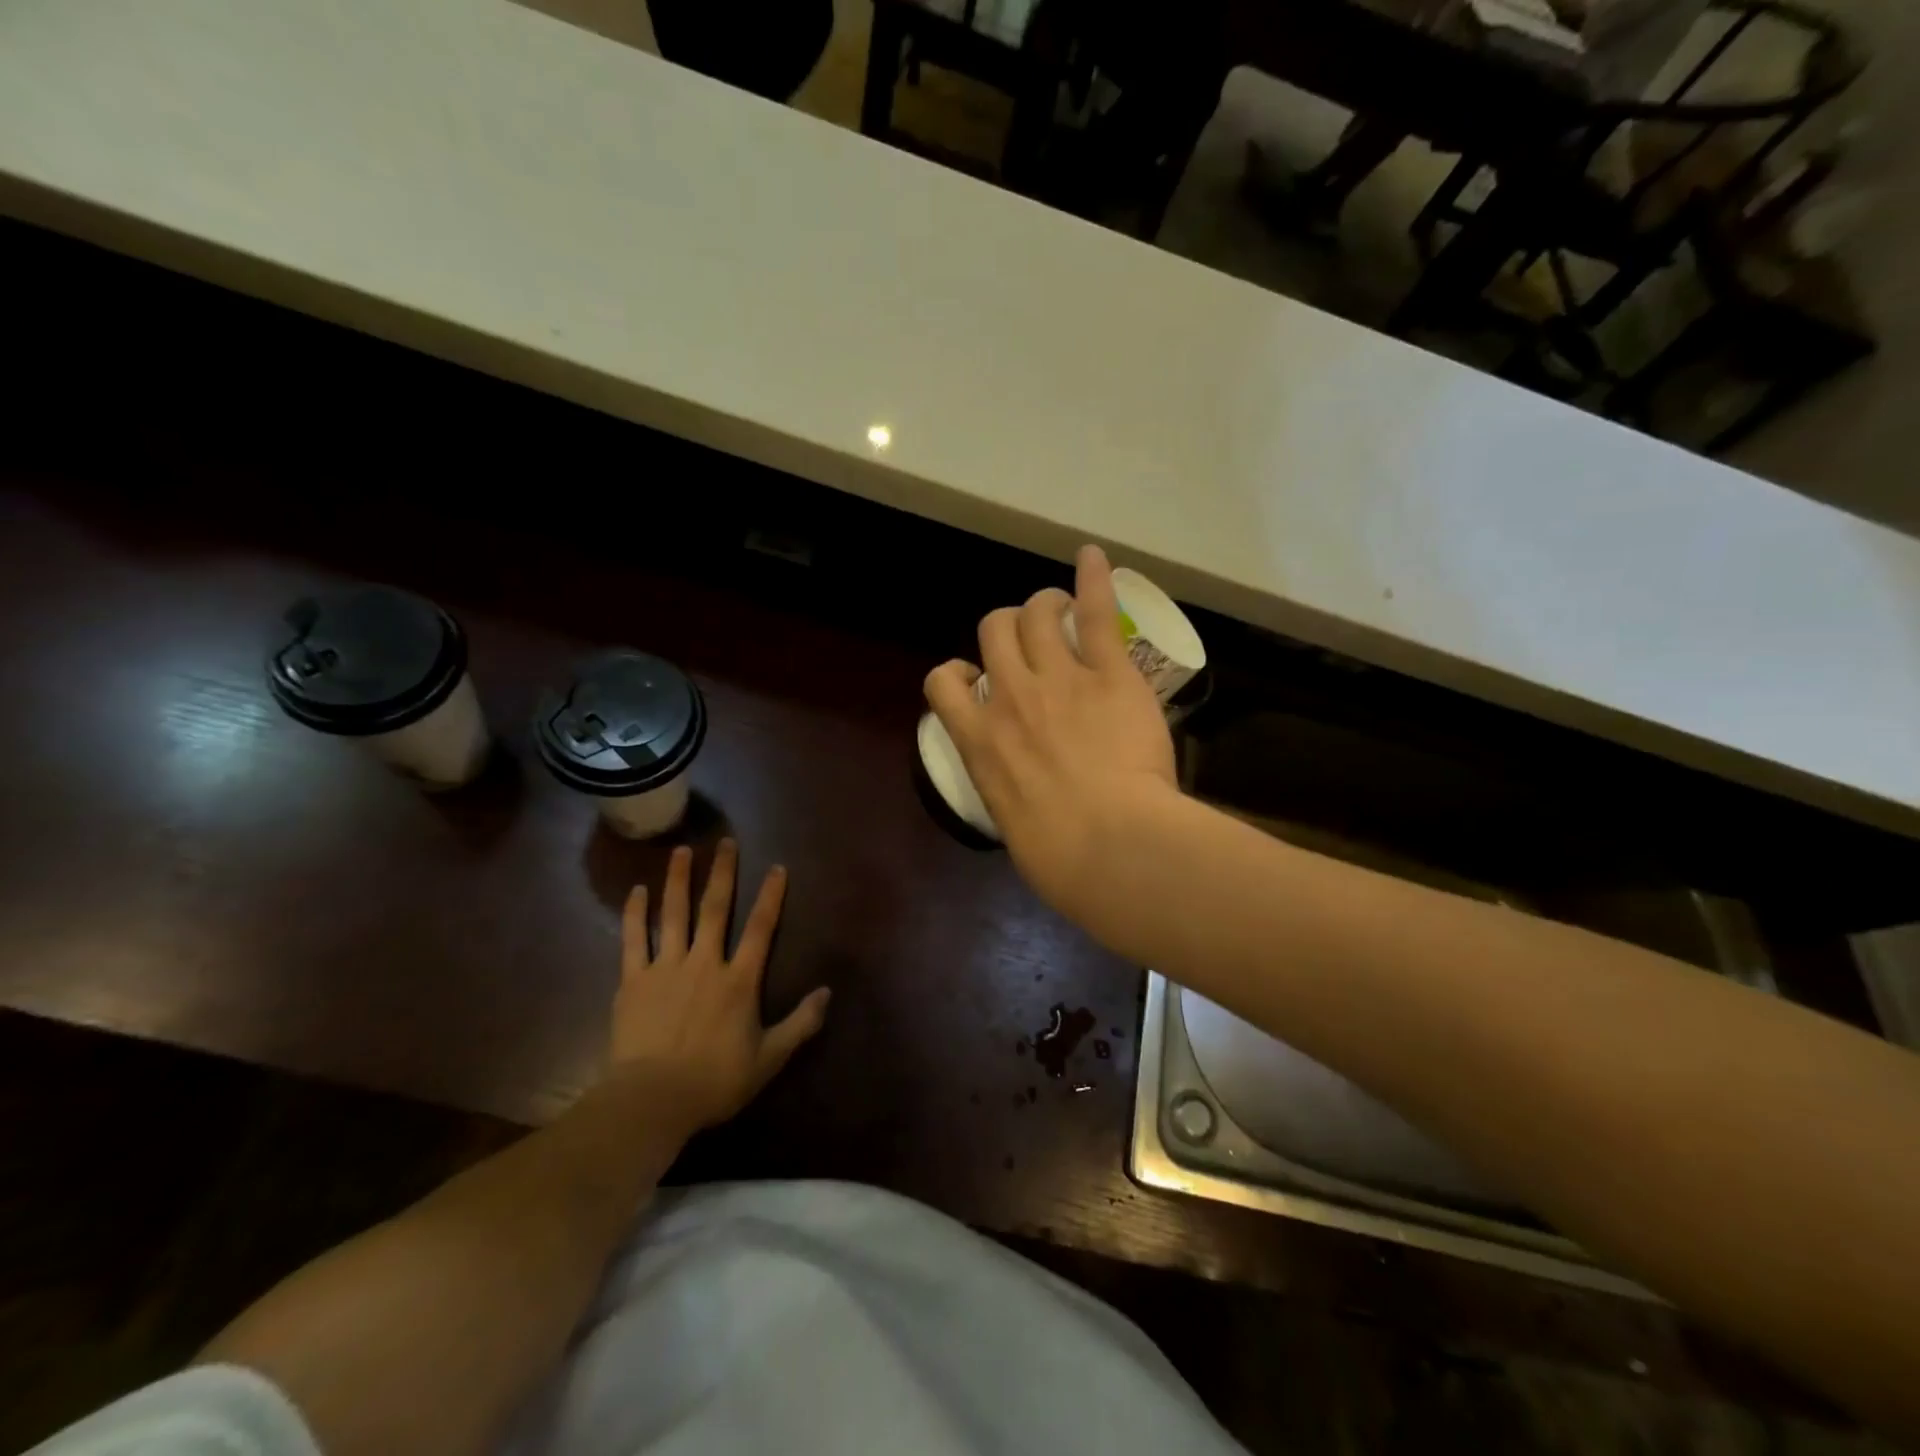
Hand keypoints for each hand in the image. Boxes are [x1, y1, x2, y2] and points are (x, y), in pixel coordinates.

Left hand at [610, 840, 830, 1135]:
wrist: (652, 1100)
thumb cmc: (715, 1081)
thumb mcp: (769, 1058)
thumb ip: (800, 1023)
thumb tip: (827, 992)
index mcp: (739, 980)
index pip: (761, 928)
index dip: (771, 896)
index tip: (777, 867)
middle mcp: (705, 962)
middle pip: (716, 909)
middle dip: (722, 873)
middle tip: (724, 842)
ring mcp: (666, 968)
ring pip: (674, 914)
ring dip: (678, 880)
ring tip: (681, 851)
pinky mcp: (633, 981)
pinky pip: (634, 939)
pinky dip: (635, 913)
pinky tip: (637, 891)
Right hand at [924, 544, 1177, 916]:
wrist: (1110, 847)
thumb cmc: (1058, 858)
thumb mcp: (1012, 825)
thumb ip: (1010, 791)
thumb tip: (1025, 797)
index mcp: (978, 740)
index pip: (942, 683)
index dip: (957, 672)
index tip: (976, 679)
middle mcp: (1009, 697)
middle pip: (992, 631)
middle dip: (1007, 628)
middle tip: (1030, 640)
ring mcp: (1057, 679)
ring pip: (1035, 613)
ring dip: (1044, 606)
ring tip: (1061, 611)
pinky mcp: (1108, 673)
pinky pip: (1094, 612)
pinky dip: (1093, 579)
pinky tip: (1093, 556)